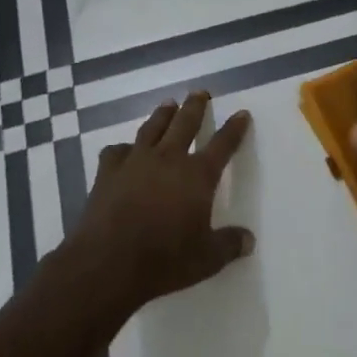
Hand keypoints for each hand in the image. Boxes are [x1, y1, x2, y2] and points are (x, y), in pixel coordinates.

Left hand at [63, 91, 253, 313]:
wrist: (108, 263)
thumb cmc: (165, 260)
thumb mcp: (207, 259)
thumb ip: (229, 244)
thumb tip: (249, 240)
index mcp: (197, 176)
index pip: (222, 144)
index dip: (234, 129)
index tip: (241, 113)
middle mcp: (168, 159)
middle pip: (185, 123)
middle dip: (195, 107)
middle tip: (200, 92)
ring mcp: (135, 162)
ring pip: (152, 128)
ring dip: (162, 115)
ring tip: (168, 104)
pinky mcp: (108, 173)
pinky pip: (116, 151)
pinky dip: (123, 148)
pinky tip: (125, 150)